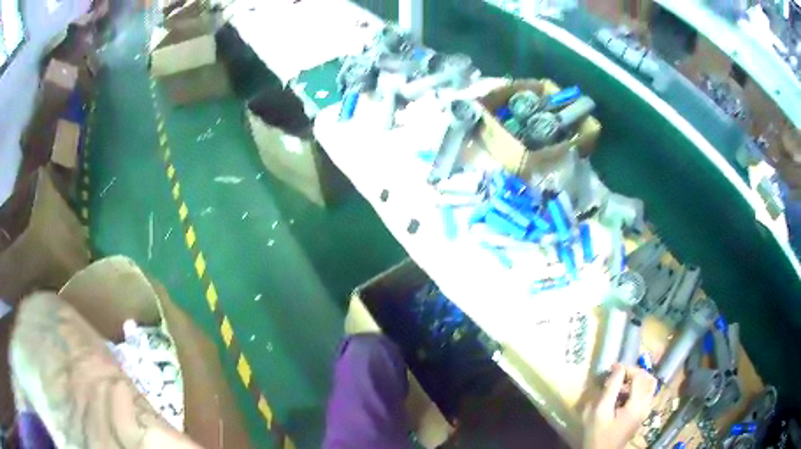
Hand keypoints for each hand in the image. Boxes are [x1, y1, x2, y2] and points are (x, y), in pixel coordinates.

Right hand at [582, 363, 657, 448]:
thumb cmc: (598, 434)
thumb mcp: (600, 411)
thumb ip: (611, 389)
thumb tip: (618, 367)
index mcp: (637, 404)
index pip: (640, 376)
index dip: (627, 368)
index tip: (612, 368)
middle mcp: (646, 405)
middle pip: (648, 379)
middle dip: (633, 372)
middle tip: (617, 375)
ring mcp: (645, 411)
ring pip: (648, 386)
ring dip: (636, 380)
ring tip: (619, 384)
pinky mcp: (641, 415)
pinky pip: (645, 395)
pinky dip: (637, 389)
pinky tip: (622, 395)